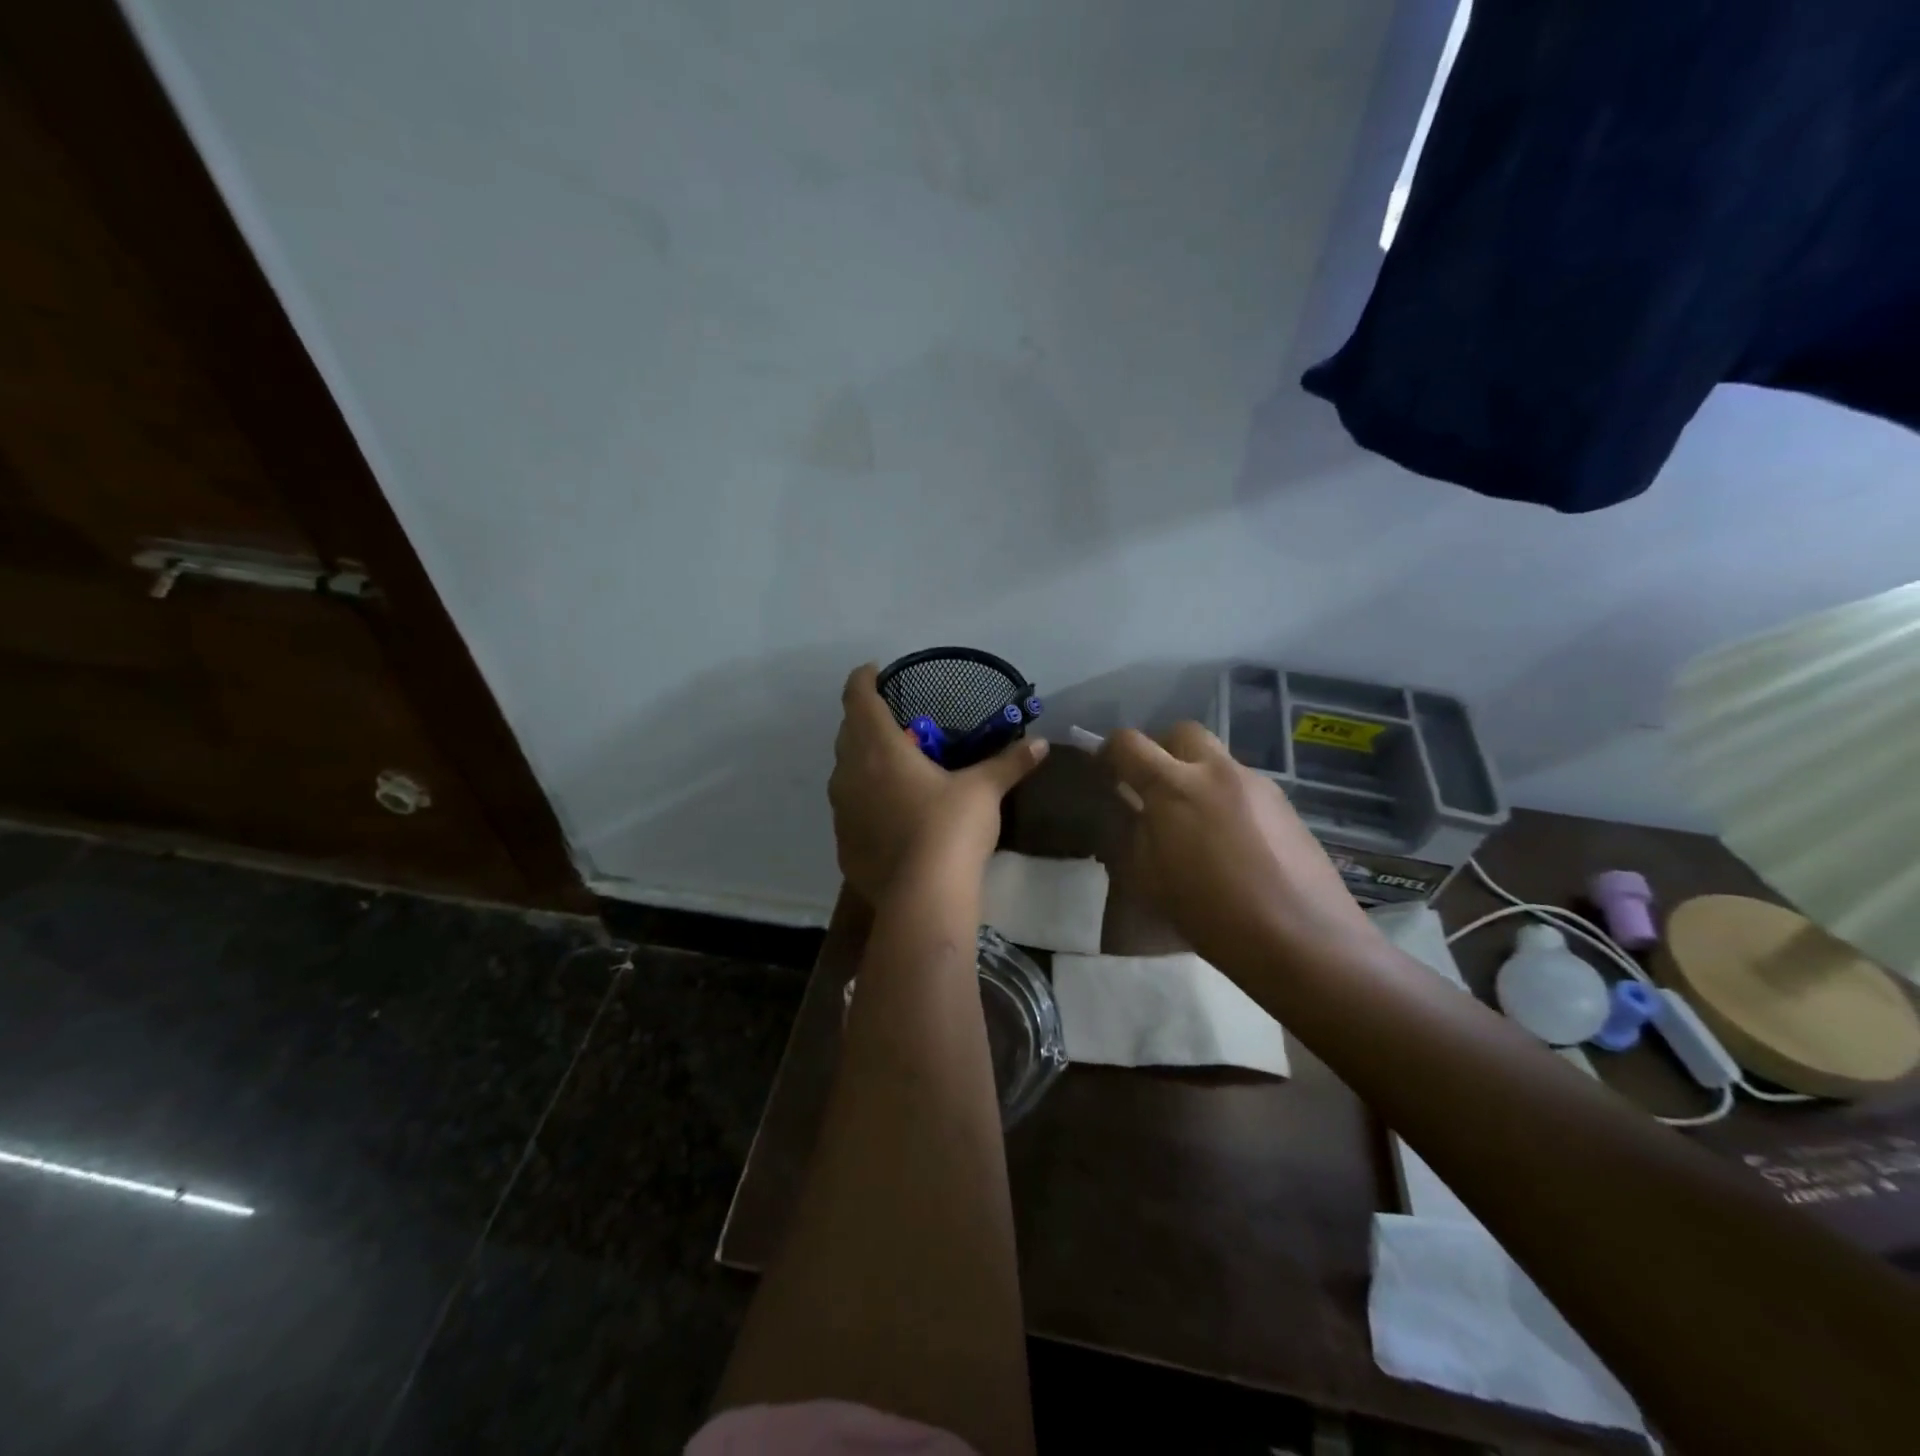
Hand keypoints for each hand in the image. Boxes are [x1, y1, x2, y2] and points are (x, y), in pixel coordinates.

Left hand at [829, 664, 1049, 900]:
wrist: (923, 897)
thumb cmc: (950, 829)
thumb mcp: (984, 791)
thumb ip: (1009, 763)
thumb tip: (1041, 744)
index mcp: (880, 749)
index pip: (858, 698)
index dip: (863, 678)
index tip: (874, 670)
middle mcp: (850, 774)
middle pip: (847, 732)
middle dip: (865, 720)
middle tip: (893, 720)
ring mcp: (842, 812)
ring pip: (844, 773)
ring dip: (861, 762)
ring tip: (890, 767)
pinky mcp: (843, 844)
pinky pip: (849, 810)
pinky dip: (864, 802)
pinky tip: (888, 816)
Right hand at [1100, 722, 1376, 969]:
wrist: (1304, 941)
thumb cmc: (1212, 916)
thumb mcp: (1149, 881)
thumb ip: (1131, 835)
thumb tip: (1130, 810)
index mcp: (1173, 787)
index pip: (1128, 743)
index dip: (1109, 752)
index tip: (1107, 774)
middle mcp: (1216, 771)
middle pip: (1180, 732)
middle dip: (1161, 750)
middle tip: (1154, 787)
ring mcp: (1257, 784)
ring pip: (1217, 758)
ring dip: (1197, 774)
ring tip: (1196, 822)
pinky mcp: (1286, 804)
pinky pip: (1244, 785)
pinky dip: (1226, 797)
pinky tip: (1232, 842)